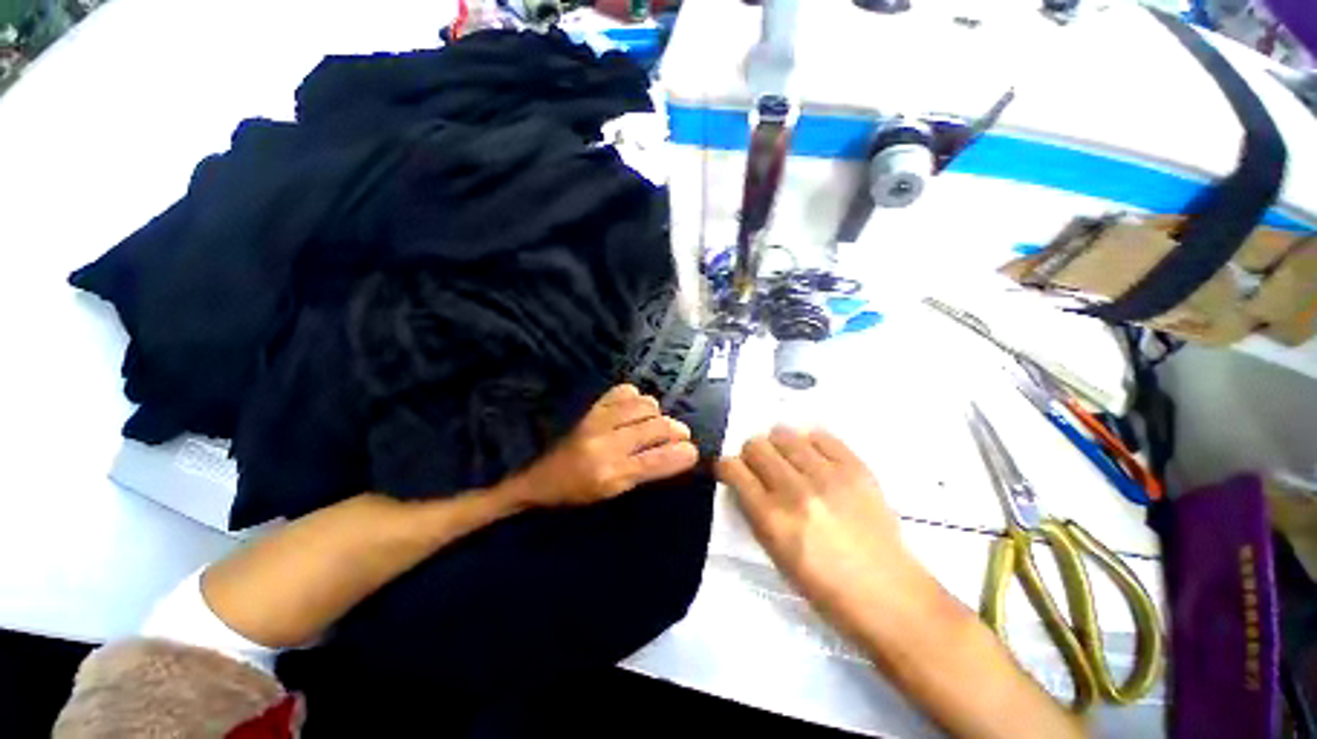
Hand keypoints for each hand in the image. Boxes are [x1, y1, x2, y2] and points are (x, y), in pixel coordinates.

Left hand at [514, 384, 698, 506]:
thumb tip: (676, 454)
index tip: (694, 452)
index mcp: (612, 474)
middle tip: (681, 435)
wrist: (539, 477)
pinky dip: (637, 398)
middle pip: (657, 427)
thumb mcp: (613, 494)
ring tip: (656, 423)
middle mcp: (607, 444)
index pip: (658, 460)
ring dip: (658, 413)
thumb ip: (645, 473)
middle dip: (677, 430)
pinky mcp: (592, 407)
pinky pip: (625, 391)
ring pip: (645, 405)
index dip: (683, 454)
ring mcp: (598, 420)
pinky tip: (636, 409)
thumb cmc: (578, 492)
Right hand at [717, 426, 929, 631]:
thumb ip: (754, 512)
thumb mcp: (775, 555)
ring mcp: (828, 476)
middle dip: (751, 454)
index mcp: (772, 519)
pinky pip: (820, 435)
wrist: (889, 595)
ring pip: (783, 434)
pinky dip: (810, 443)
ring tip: (789, 461)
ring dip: (778, 445)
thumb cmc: (825, 587)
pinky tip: (814, 458)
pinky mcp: (856, 468)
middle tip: (762, 467)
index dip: (726, 466)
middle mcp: (795, 491)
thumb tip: (744, 479)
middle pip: (756, 445)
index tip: (731, 471)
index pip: (733, 469)